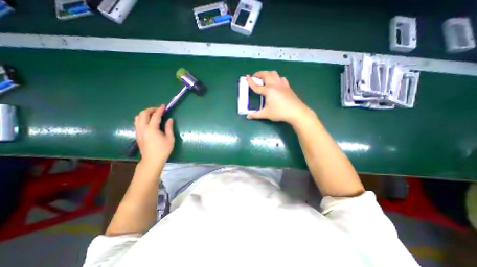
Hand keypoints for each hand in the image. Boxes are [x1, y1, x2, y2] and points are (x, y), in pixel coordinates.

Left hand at [134, 106, 173, 166]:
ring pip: (137, 117)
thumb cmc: (163, 150)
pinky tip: (149, 121)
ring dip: (145, 113)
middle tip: (158, 110)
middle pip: (143, 114)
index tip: (164, 106)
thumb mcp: (170, 138)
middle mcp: (143, 128)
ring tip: (153, 114)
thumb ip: (169, 127)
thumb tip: (170, 119)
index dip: (160, 110)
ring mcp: (138, 131)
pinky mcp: (137, 134)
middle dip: (151, 109)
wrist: (152, 160)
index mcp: (152, 129)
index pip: (155, 116)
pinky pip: (137, 122)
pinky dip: (142, 118)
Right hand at [248, 70, 311, 124]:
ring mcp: (282, 85)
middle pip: (266, 74)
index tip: (247, 77)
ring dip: (268, 73)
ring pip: (274, 74)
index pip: (257, 86)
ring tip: (265, 78)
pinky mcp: (288, 87)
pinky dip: (277, 78)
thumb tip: (248, 116)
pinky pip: (281, 78)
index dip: (251, 82)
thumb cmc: (280, 112)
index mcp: (268, 91)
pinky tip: (276, 82)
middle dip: (259, 74)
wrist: (296, 112)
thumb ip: (256, 115)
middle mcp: (275, 85)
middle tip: (255, 77)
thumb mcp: (266, 114)